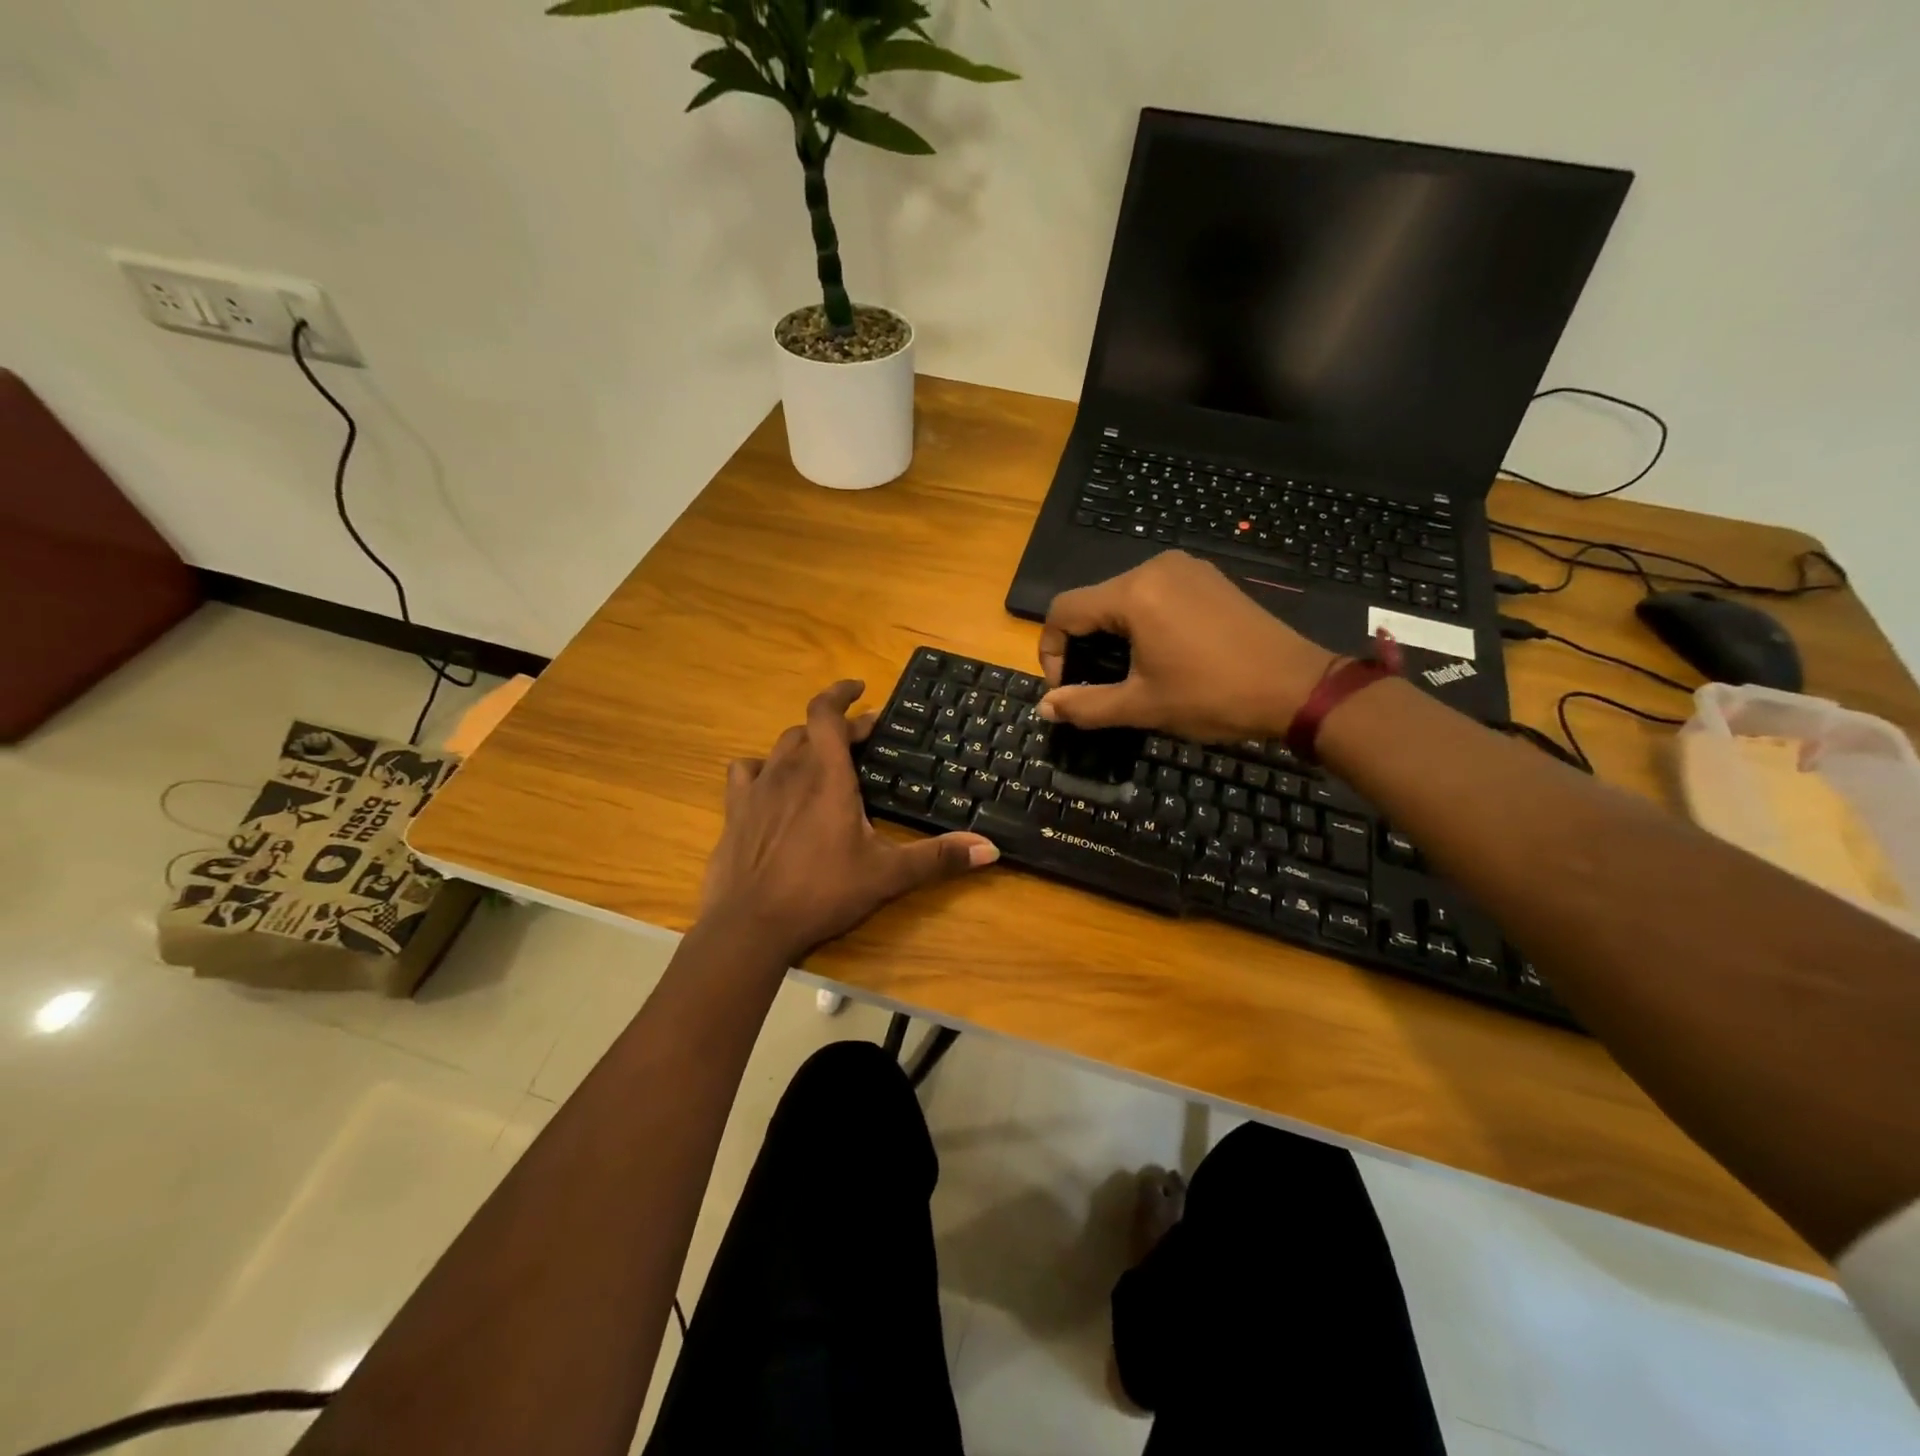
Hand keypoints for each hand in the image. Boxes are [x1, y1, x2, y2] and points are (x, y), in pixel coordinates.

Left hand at [699, 680, 998, 964]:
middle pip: (810, 729)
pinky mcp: (735, 811)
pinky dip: (763, 768)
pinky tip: (771, 784)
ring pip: (780, 747)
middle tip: (863, 738)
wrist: (751, 925)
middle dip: (838, 726)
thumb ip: (938, 858)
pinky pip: (746, 772)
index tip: (860, 688)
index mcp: (827, 775)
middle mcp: (789, 771)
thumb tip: (990, 848)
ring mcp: (757, 789)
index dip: (841, 693)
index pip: (826, 712)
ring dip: (803, 744)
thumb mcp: (887, 875)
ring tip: (822, 757)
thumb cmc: (822, 891)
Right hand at [1037, 552, 1337, 742]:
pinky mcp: (1207, 579)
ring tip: (1125, 674)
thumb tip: (1044, 709)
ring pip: (1122, 597)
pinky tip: (1158, 654)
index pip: (1064, 610)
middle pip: (1092, 601)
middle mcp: (1155, 567)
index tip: (1067, 689)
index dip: (1051, 651)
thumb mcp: (1142, 705)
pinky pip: (1155, 594)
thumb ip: (1086, 705)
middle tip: (1093, 686)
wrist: (1298, 687)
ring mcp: (1186, 569)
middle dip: (1082, 645)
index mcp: (1134, 592)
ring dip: (1111, 635)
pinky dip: (1140, 622)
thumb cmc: (1213, 696)